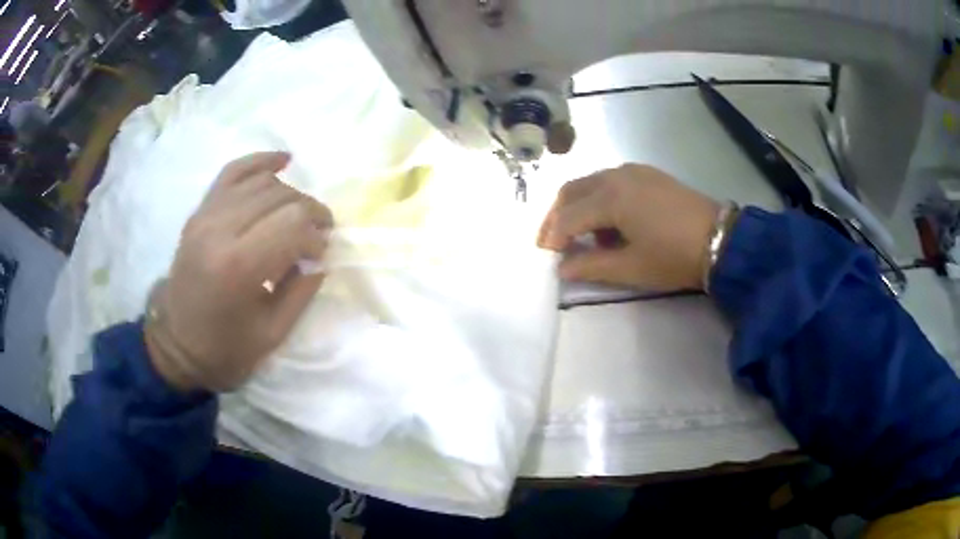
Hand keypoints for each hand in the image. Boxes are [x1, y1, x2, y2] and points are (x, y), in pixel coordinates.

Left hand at [145, 152, 332, 391]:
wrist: (176, 344)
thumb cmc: (225, 349)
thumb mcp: (273, 333)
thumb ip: (302, 288)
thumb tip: (320, 253)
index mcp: (238, 266)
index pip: (293, 222)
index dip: (316, 234)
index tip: (320, 253)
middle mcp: (219, 230)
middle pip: (280, 196)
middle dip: (309, 211)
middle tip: (319, 233)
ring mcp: (206, 216)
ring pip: (261, 182)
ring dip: (290, 194)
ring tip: (299, 214)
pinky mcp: (200, 211)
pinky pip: (233, 172)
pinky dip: (260, 161)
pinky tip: (282, 160)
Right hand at [538, 164, 719, 290]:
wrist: (721, 239)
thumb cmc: (673, 256)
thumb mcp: (631, 267)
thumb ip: (591, 266)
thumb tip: (562, 267)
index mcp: (610, 197)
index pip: (568, 217)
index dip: (553, 238)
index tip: (547, 257)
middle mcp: (616, 175)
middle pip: (572, 191)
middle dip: (557, 216)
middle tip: (552, 242)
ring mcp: (634, 171)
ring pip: (591, 183)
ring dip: (578, 206)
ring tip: (582, 236)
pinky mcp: (648, 174)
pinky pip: (611, 181)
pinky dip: (599, 198)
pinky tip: (609, 221)